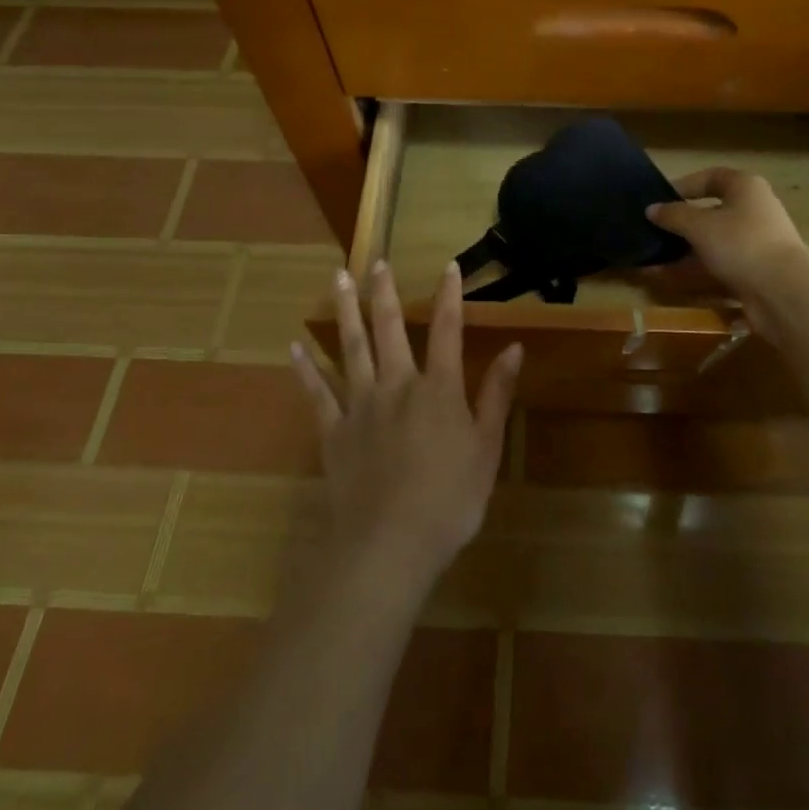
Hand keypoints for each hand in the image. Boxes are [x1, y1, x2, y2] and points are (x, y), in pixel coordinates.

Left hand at [290, 261, 520, 585]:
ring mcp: (360, 406)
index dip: (449, 296)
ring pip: (351, 348)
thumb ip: (496, 395)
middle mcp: (397, 385)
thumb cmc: (449, 501)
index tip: (448, 266)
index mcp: (438, 389)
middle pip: (390, 329)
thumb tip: (514, 349)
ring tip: (337, 279)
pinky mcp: (333, 432)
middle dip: (384, 293)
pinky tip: (294, 347)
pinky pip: (316, 394)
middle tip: (375, 262)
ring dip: (345, 312)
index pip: (447, 330)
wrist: (388, 547)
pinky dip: (305, 369)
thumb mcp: (486, 449)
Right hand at [646, 168, 808, 334]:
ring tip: (654, 258)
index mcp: (745, 188)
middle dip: (682, 222)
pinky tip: (669, 278)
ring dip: (685, 249)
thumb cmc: (740, 243)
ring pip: (714, 241)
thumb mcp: (699, 225)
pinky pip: (719, 265)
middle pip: (712, 211)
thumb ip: (673, 215)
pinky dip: (695, 270)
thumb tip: (651, 209)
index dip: (685, 185)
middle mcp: (754, 210)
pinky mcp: (755, 270)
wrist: (783, 291)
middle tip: (655, 230)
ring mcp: (756, 242)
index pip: (712, 177)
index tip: (660, 199)